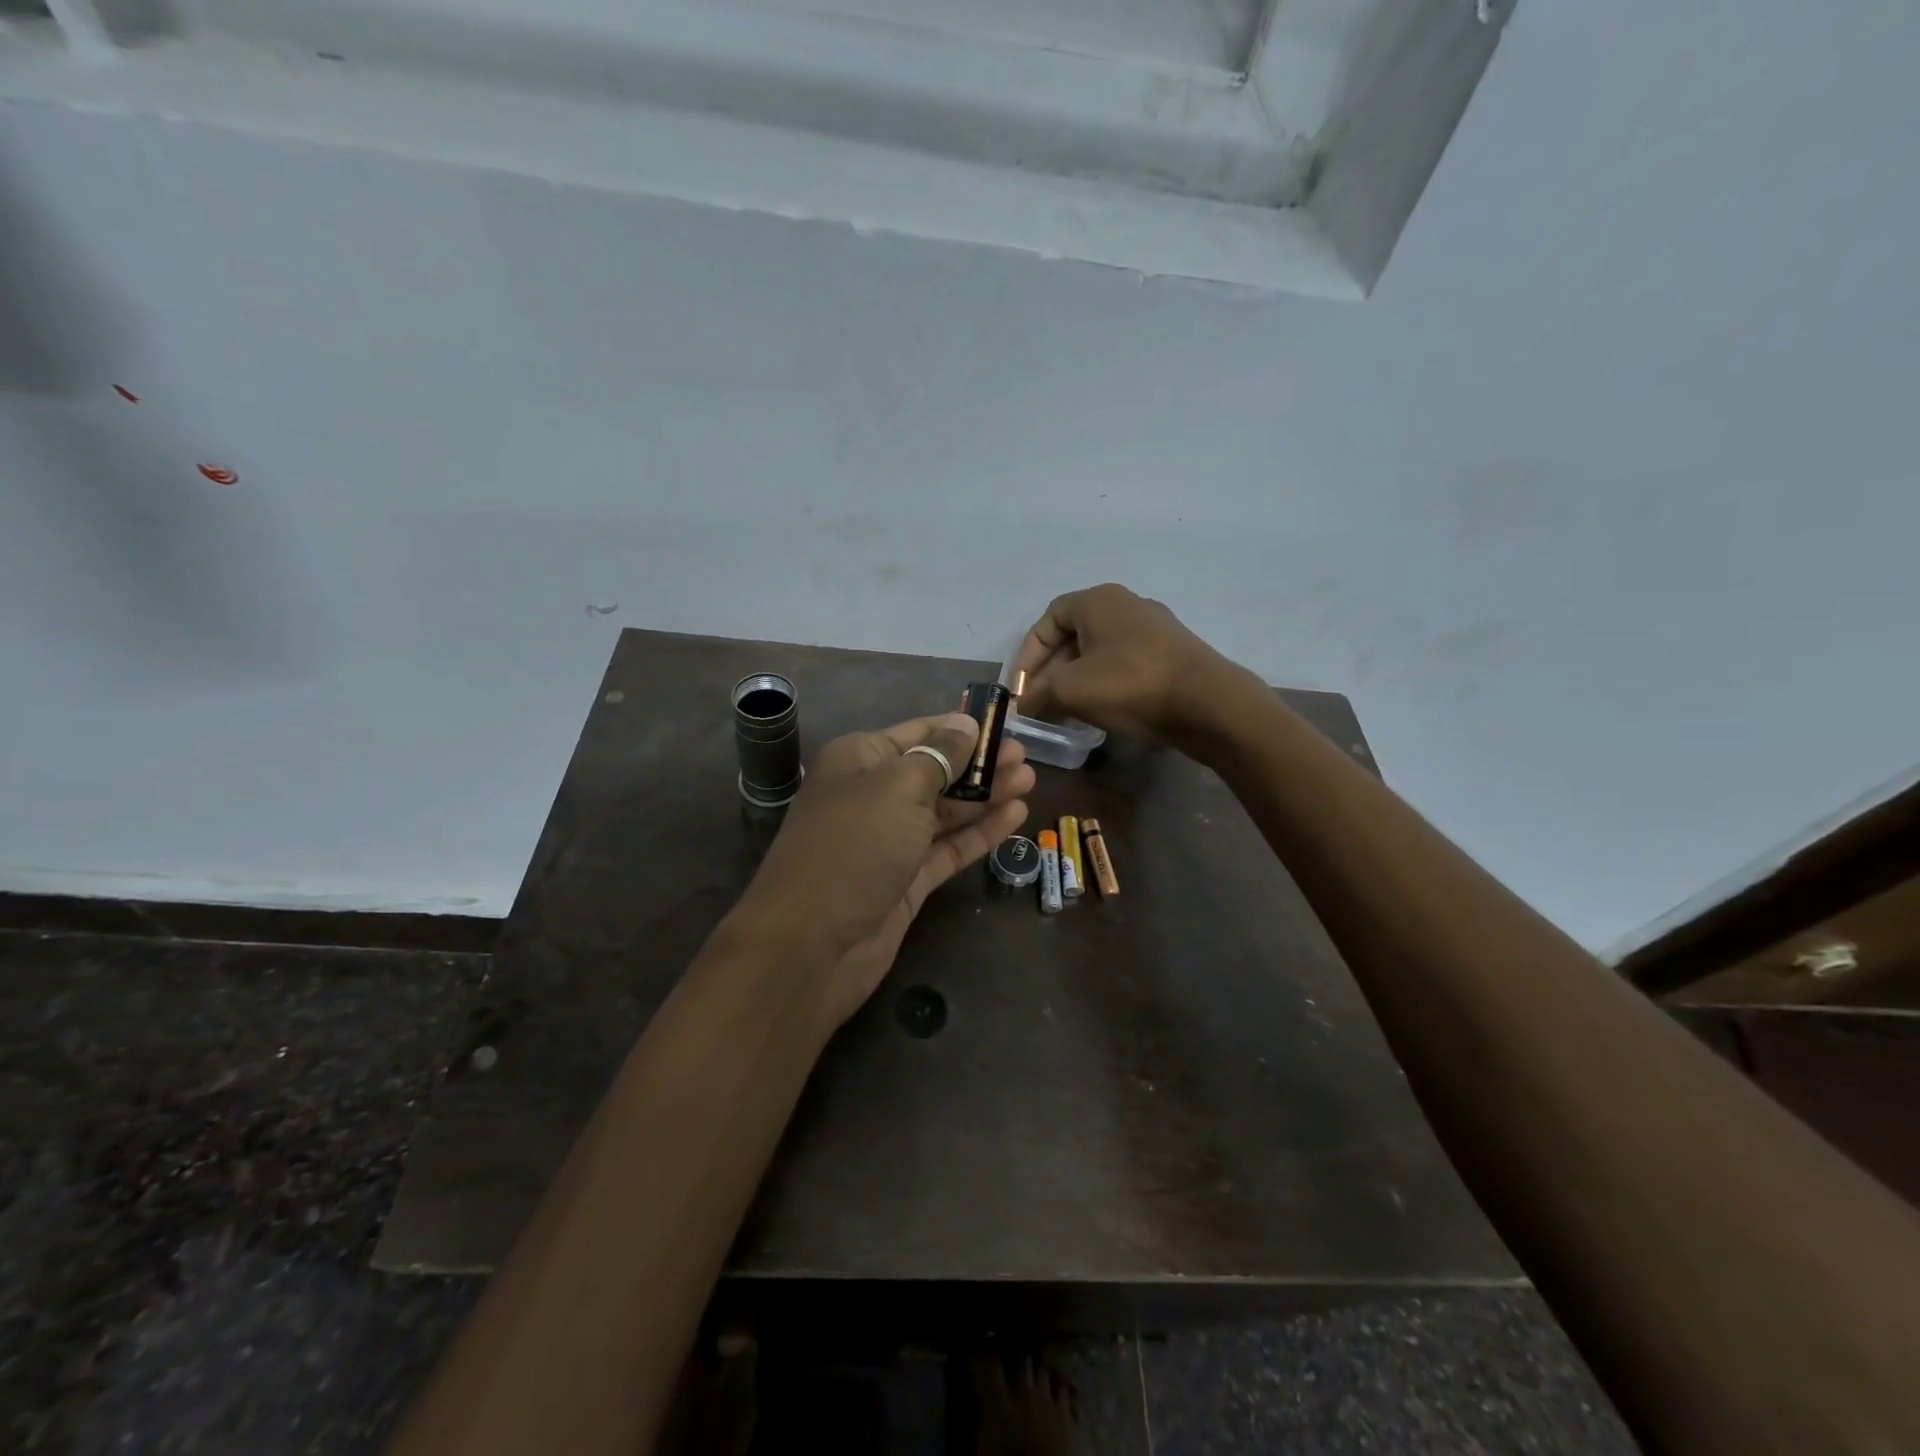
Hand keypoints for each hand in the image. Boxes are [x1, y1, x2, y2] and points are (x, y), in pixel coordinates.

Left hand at [730, 712, 1033, 1030]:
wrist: (813, 943)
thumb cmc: (855, 845)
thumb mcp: (899, 787)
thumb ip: (940, 756)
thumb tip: (966, 725)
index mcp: (860, 759)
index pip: (919, 732)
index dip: (960, 729)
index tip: (1003, 724)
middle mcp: (874, 795)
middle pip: (936, 771)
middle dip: (980, 763)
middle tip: (1025, 756)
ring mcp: (891, 840)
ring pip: (946, 811)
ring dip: (986, 795)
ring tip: (1029, 780)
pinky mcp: (907, 880)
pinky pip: (949, 848)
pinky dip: (980, 833)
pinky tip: (1015, 816)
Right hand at [1014, 583, 1230, 740]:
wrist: (1208, 703)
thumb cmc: (1130, 685)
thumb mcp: (1071, 691)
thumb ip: (1039, 695)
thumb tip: (1022, 705)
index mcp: (1098, 600)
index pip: (1048, 619)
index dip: (1028, 653)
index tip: (1022, 687)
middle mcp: (1126, 604)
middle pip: (1074, 634)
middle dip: (1051, 670)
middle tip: (1041, 702)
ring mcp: (1153, 628)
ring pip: (1099, 651)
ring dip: (1077, 679)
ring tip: (1066, 710)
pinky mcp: (1172, 653)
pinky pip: (1124, 663)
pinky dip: (1105, 682)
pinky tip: (1102, 710)